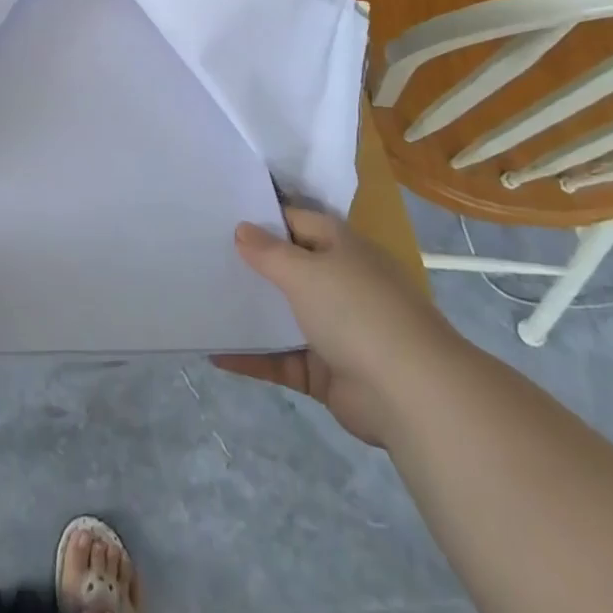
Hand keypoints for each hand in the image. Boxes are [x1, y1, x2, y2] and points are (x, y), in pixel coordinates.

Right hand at [214, 206, 459, 445]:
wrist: (412, 395)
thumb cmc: (357, 312)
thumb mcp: (305, 271)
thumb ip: (268, 251)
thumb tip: (241, 228)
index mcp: (342, 248)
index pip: (296, 222)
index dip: (261, 219)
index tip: (219, 217)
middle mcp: (340, 283)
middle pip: (287, 268)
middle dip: (249, 266)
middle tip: (200, 257)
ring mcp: (335, 329)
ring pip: (282, 315)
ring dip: (249, 313)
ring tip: (201, 302)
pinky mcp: (326, 372)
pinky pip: (280, 358)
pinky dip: (252, 357)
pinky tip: (214, 353)